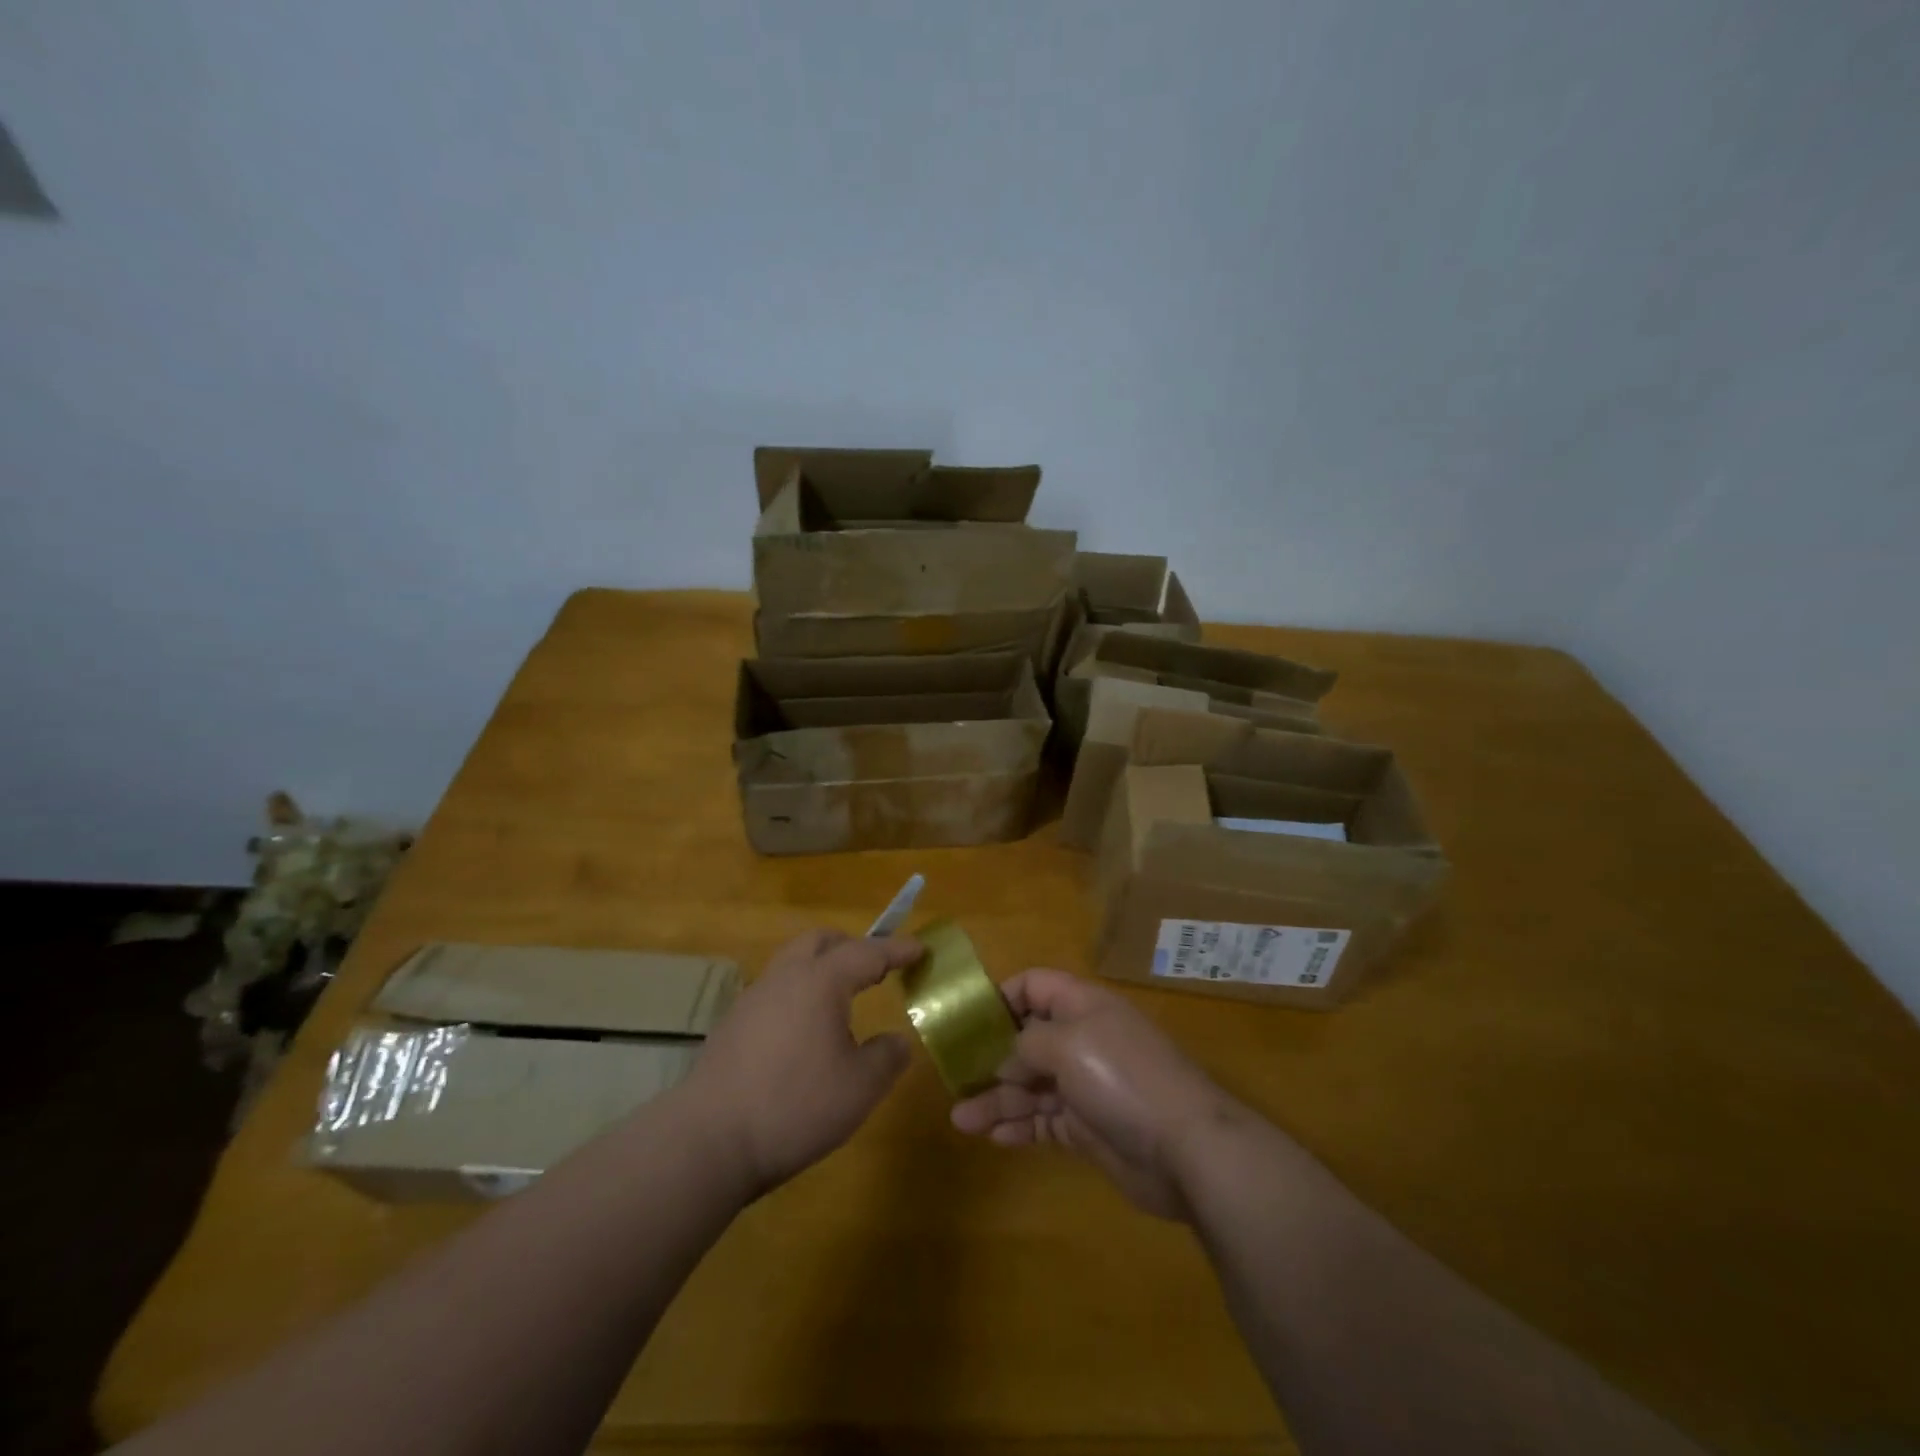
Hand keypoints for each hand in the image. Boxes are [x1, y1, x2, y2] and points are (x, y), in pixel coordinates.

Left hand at [683, 929, 920, 1196]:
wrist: (708, 1140)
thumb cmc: (794, 1106)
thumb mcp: (860, 1087)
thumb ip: (887, 1057)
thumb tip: (897, 1041)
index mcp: (820, 981)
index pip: (867, 952)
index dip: (897, 949)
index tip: (920, 948)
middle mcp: (785, 977)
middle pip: (820, 941)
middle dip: (852, 946)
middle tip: (876, 967)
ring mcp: (753, 999)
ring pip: (793, 962)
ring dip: (821, 968)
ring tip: (842, 999)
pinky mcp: (733, 1025)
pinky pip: (775, 990)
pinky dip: (799, 993)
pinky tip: (805, 1030)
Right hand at [950, 969, 1237, 1220]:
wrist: (1187, 1149)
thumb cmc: (1122, 1078)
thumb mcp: (1067, 1044)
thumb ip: (1025, 1044)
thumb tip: (1004, 1059)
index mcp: (1081, 1006)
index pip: (1034, 986)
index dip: (1000, 997)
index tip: (966, 1020)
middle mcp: (1082, 1040)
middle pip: (1026, 1040)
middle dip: (990, 1057)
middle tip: (954, 1077)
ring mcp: (1086, 1086)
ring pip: (1030, 1085)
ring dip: (996, 1099)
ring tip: (960, 1119)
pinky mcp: (1089, 1127)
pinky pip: (1044, 1121)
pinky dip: (1019, 1126)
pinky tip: (993, 1137)